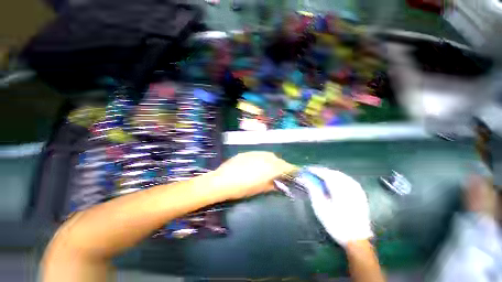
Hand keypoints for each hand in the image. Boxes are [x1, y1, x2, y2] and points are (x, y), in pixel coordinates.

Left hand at [209, 151, 296, 199]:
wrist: (223, 180)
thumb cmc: (242, 188)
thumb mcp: (259, 189)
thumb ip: (271, 185)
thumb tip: (278, 184)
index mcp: (270, 168)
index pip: (286, 167)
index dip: (292, 169)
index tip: (295, 172)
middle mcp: (265, 158)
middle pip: (278, 160)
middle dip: (282, 165)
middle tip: (282, 172)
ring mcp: (256, 153)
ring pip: (270, 155)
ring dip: (273, 161)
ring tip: (271, 167)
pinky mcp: (248, 152)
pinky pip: (260, 154)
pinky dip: (264, 158)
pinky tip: (259, 163)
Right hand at [305, 167, 372, 246]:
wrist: (356, 239)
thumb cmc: (335, 223)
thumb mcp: (320, 207)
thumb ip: (313, 190)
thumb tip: (305, 179)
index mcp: (339, 189)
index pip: (325, 174)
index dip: (315, 170)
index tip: (307, 169)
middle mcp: (349, 186)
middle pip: (334, 173)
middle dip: (322, 171)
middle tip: (312, 172)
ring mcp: (357, 190)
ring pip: (341, 175)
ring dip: (330, 173)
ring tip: (321, 175)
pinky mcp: (360, 194)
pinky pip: (348, 180)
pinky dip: (338, 177)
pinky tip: (334, 180)